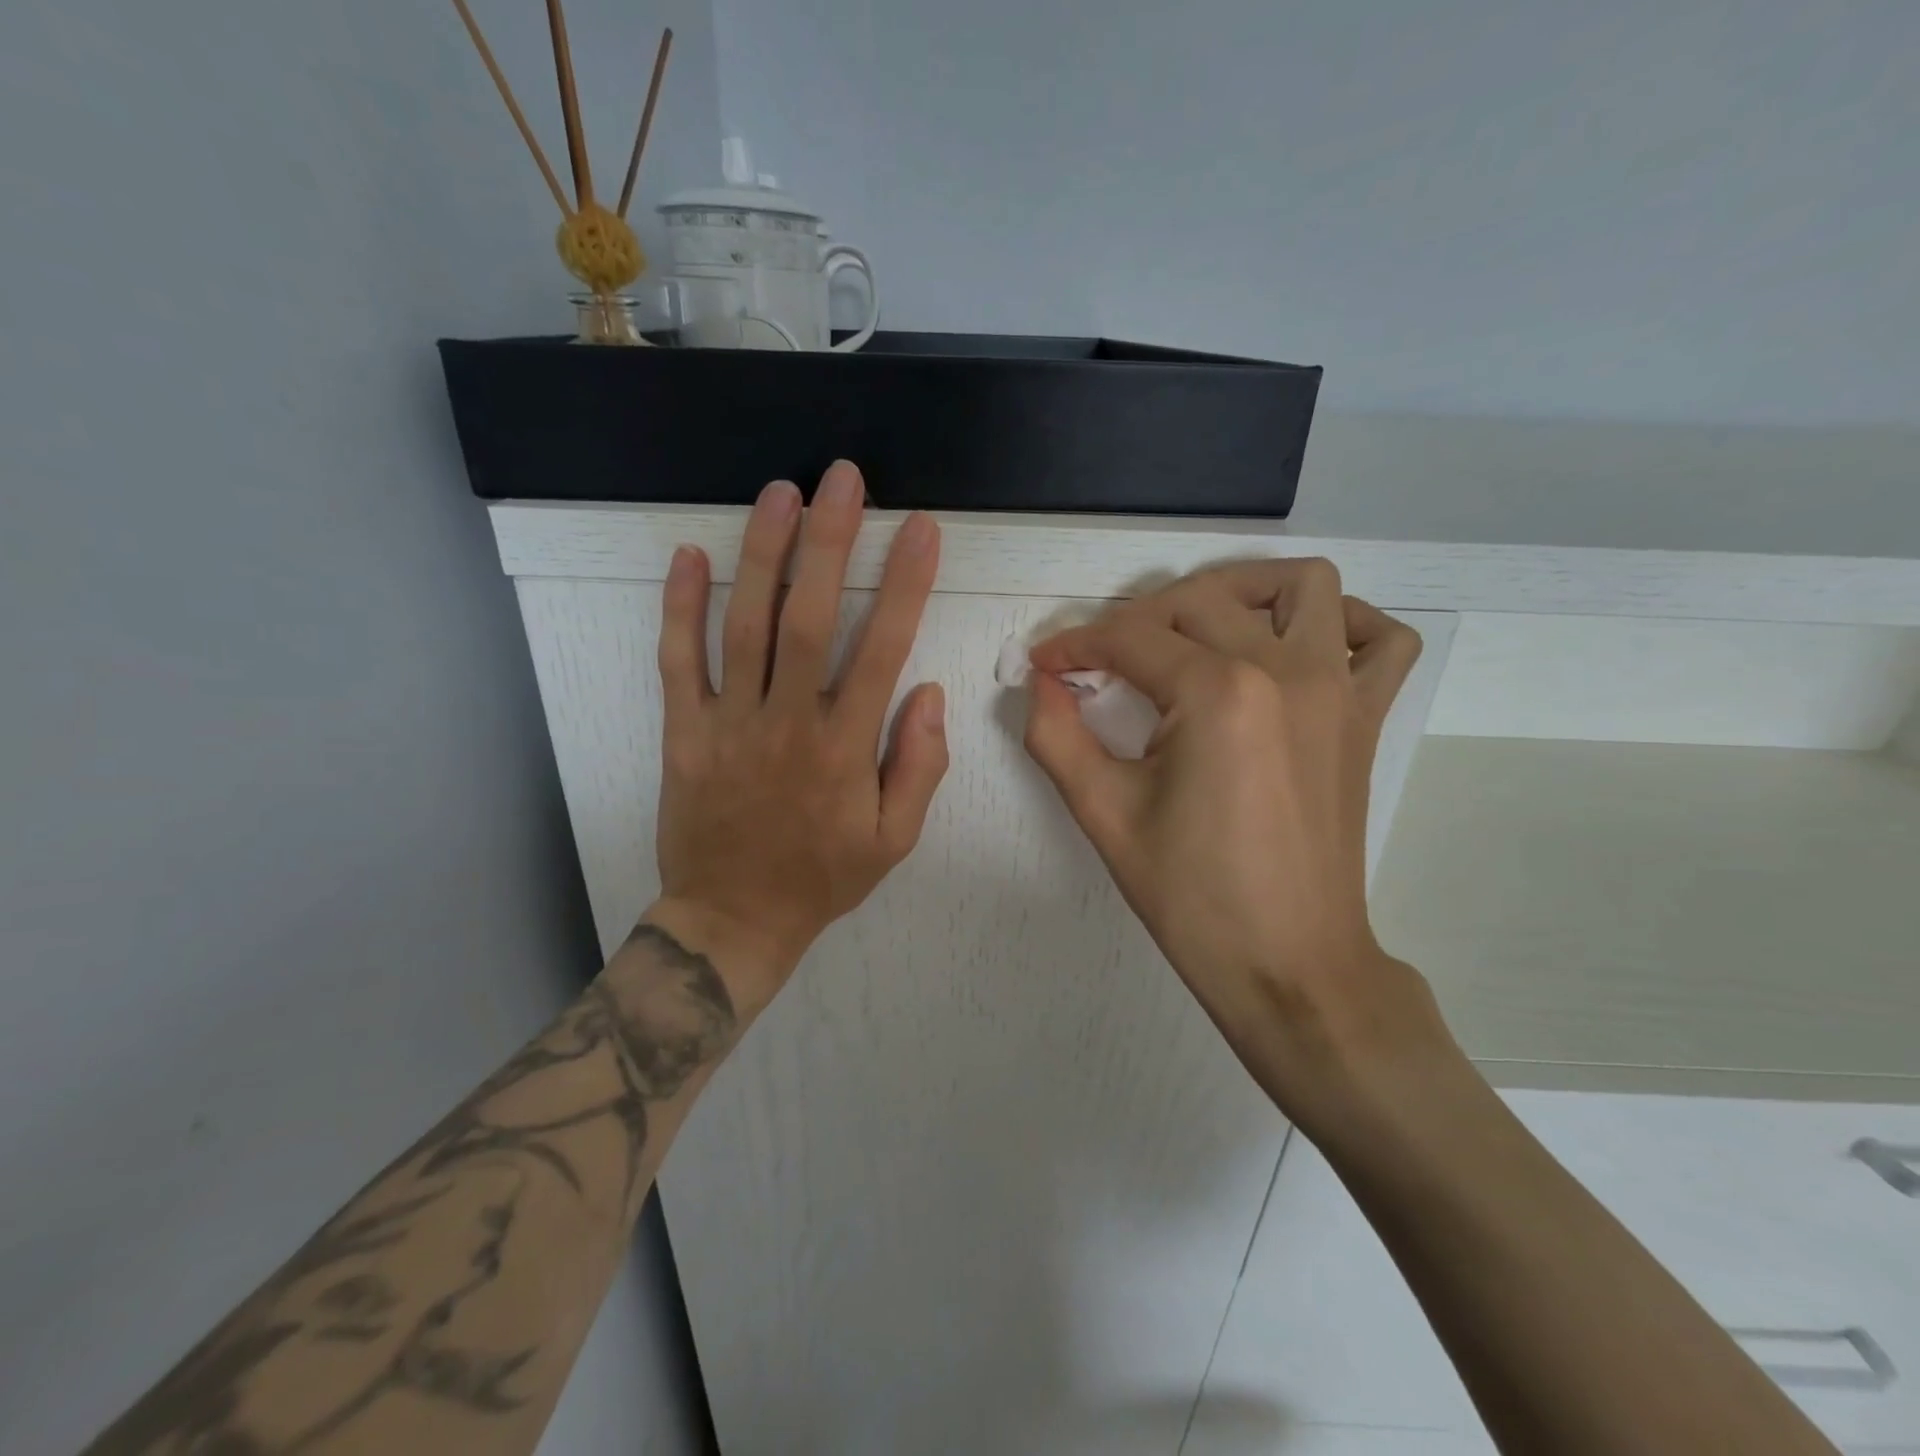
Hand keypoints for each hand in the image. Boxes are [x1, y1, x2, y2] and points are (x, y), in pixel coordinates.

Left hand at [648, 462, 947, 1014]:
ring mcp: (729, 723)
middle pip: (809, 618)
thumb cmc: (822, 877)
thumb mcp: (895, 839)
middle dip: (830, 542)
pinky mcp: (684, 733)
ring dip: (763, 555)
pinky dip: (681, 608)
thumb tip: (929, 692)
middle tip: (843, 479)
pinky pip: (678, 663)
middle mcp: (787, 723)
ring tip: (781, 493)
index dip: (906, 586)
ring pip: (744, 626)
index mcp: (845, 748)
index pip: (882, 650)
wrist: (733, 919)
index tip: (922, 531)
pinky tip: (691, 556)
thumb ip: (919, 766)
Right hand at [1022, 559, 1442, 1116]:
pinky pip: (1382, 638)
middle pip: (1197, 600)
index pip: (1129, 638)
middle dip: (1136, 619)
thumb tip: (1039, 683)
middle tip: (1102, 663)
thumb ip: (1056, 736)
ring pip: (1301, 585)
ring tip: (1197, 627)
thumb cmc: (1192, 897)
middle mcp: (1284, 669)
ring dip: (1241, 590)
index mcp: (1216, 693)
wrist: (1289, 965)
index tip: (1044, 664)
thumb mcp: (1103, 815)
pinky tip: (1296, 650)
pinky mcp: (1365, 716)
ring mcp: (1337, 688)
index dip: (1074, 645)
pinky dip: (1345, 624)